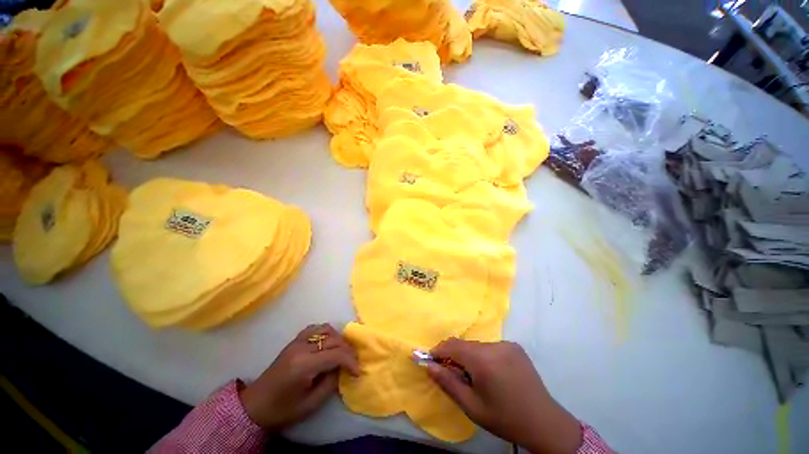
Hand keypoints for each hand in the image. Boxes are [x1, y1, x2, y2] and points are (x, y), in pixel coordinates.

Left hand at [239, 323, 358, 431]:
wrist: (255, 405)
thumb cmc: (282, 409)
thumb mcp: (311, 404)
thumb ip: (331, 383)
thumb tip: (343, 369)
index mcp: (304, 365)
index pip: (336, 354)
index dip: (351, 361)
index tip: (358, 372)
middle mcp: (302, 347)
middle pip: (334, 339)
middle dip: (348, 350)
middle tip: (353, 363)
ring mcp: (298, 341)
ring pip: (326, 329)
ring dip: (339, 339)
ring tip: (343, 353)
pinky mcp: (295, 340)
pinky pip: (316, 328)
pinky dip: (327, 333)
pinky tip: (329, 343)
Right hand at [427, 339, 581, 453]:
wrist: (544, 422)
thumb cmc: (504, 418)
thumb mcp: (472, 406)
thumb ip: (448, 383)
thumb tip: (429, 365)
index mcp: (483, 360)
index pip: (452, 346)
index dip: (438, 351)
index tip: (431, 360)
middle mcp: (494, 346)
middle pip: (465, 345)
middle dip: (453, 355)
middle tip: (451, 373)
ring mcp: (506, 344)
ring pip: (477, 345)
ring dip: (469, 356)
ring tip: (473, 376)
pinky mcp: (514, 346)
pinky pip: (490, 347)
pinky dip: (483, 355)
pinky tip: (491, 372)